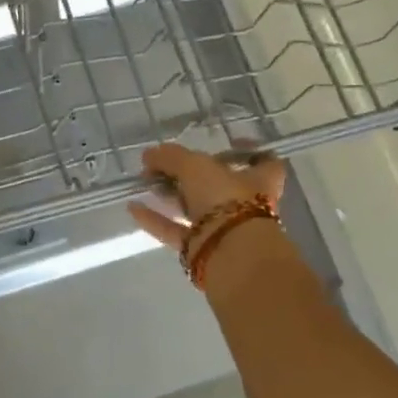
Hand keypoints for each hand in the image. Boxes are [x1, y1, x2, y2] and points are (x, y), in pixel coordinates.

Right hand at [127, 142, 285, 249]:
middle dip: (190, 175)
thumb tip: (149, 154)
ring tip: (145, 183)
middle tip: (163, 165)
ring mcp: (223, 229)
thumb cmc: (225, 199)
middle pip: (218, 185)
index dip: (247, 152)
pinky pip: (175, 230)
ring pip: (195, 208)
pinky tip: (133, 208)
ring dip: (170, 196)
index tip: (227, 144)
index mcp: (258, 180)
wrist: (229, 254)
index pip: (264, 161)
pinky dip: (155, 219)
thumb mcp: (195, 166)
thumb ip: (171, 157)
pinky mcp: (202, 248)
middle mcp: (245, 204)